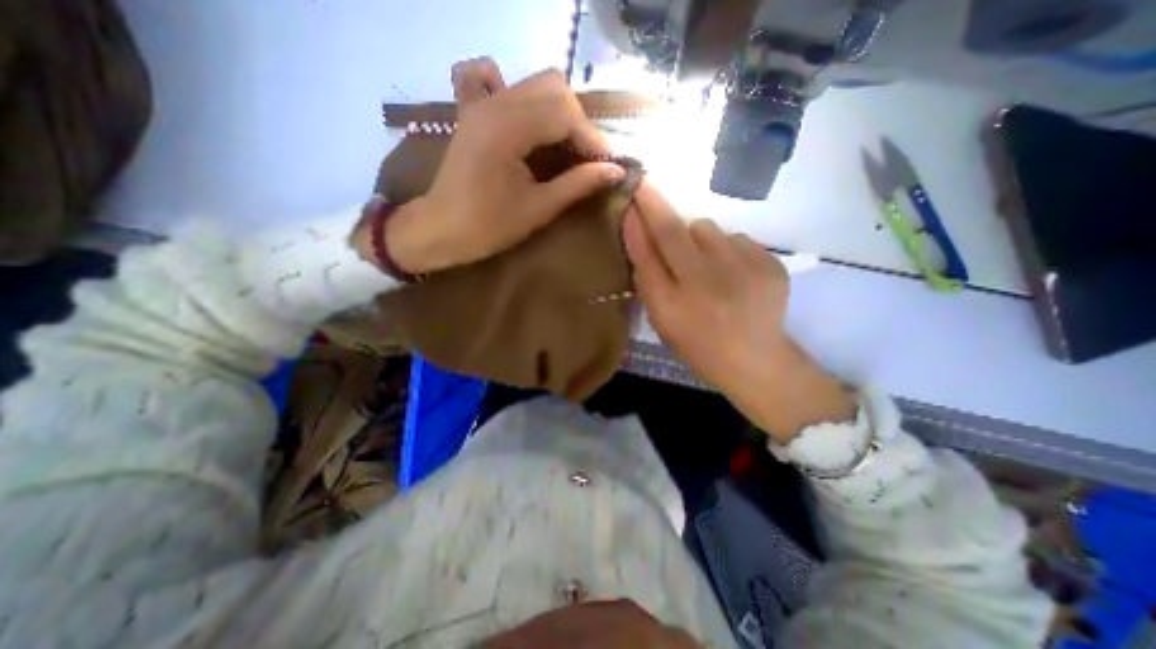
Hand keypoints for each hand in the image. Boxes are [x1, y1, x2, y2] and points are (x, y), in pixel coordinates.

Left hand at [354, 55, 622, 274]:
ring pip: (536, 85)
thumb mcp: (539, 209)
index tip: (608, 165)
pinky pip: (506, 84)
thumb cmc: (488, 227)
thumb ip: (578, 184)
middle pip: (554, 88)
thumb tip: (616, 170)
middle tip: (587, 158)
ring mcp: (481, 102)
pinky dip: (528, 98)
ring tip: (569, 148)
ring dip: (560, 113)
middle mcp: (493, 103)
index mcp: (507, 129)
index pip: (564, 113)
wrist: (441, 228)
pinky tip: (531, 121)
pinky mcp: (475, 110)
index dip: (593, 138)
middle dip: (579, 123)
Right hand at [623, 181, 855, 444]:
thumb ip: (647, 278)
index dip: (636, 222)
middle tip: (646, 188)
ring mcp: (743, 271)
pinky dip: (727, 249)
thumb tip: (638, 232)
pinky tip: (732, 272)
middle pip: (674, 229)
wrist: (754, 359)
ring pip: (707, 229)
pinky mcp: (770, 264)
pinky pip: (736, 238)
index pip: (647, 254)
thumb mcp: (662, 320)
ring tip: (706, 263)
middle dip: (655, 204)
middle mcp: (705, 284)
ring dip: (697, 238)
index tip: (630, 192)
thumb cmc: (698, 343)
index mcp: (673, 305)